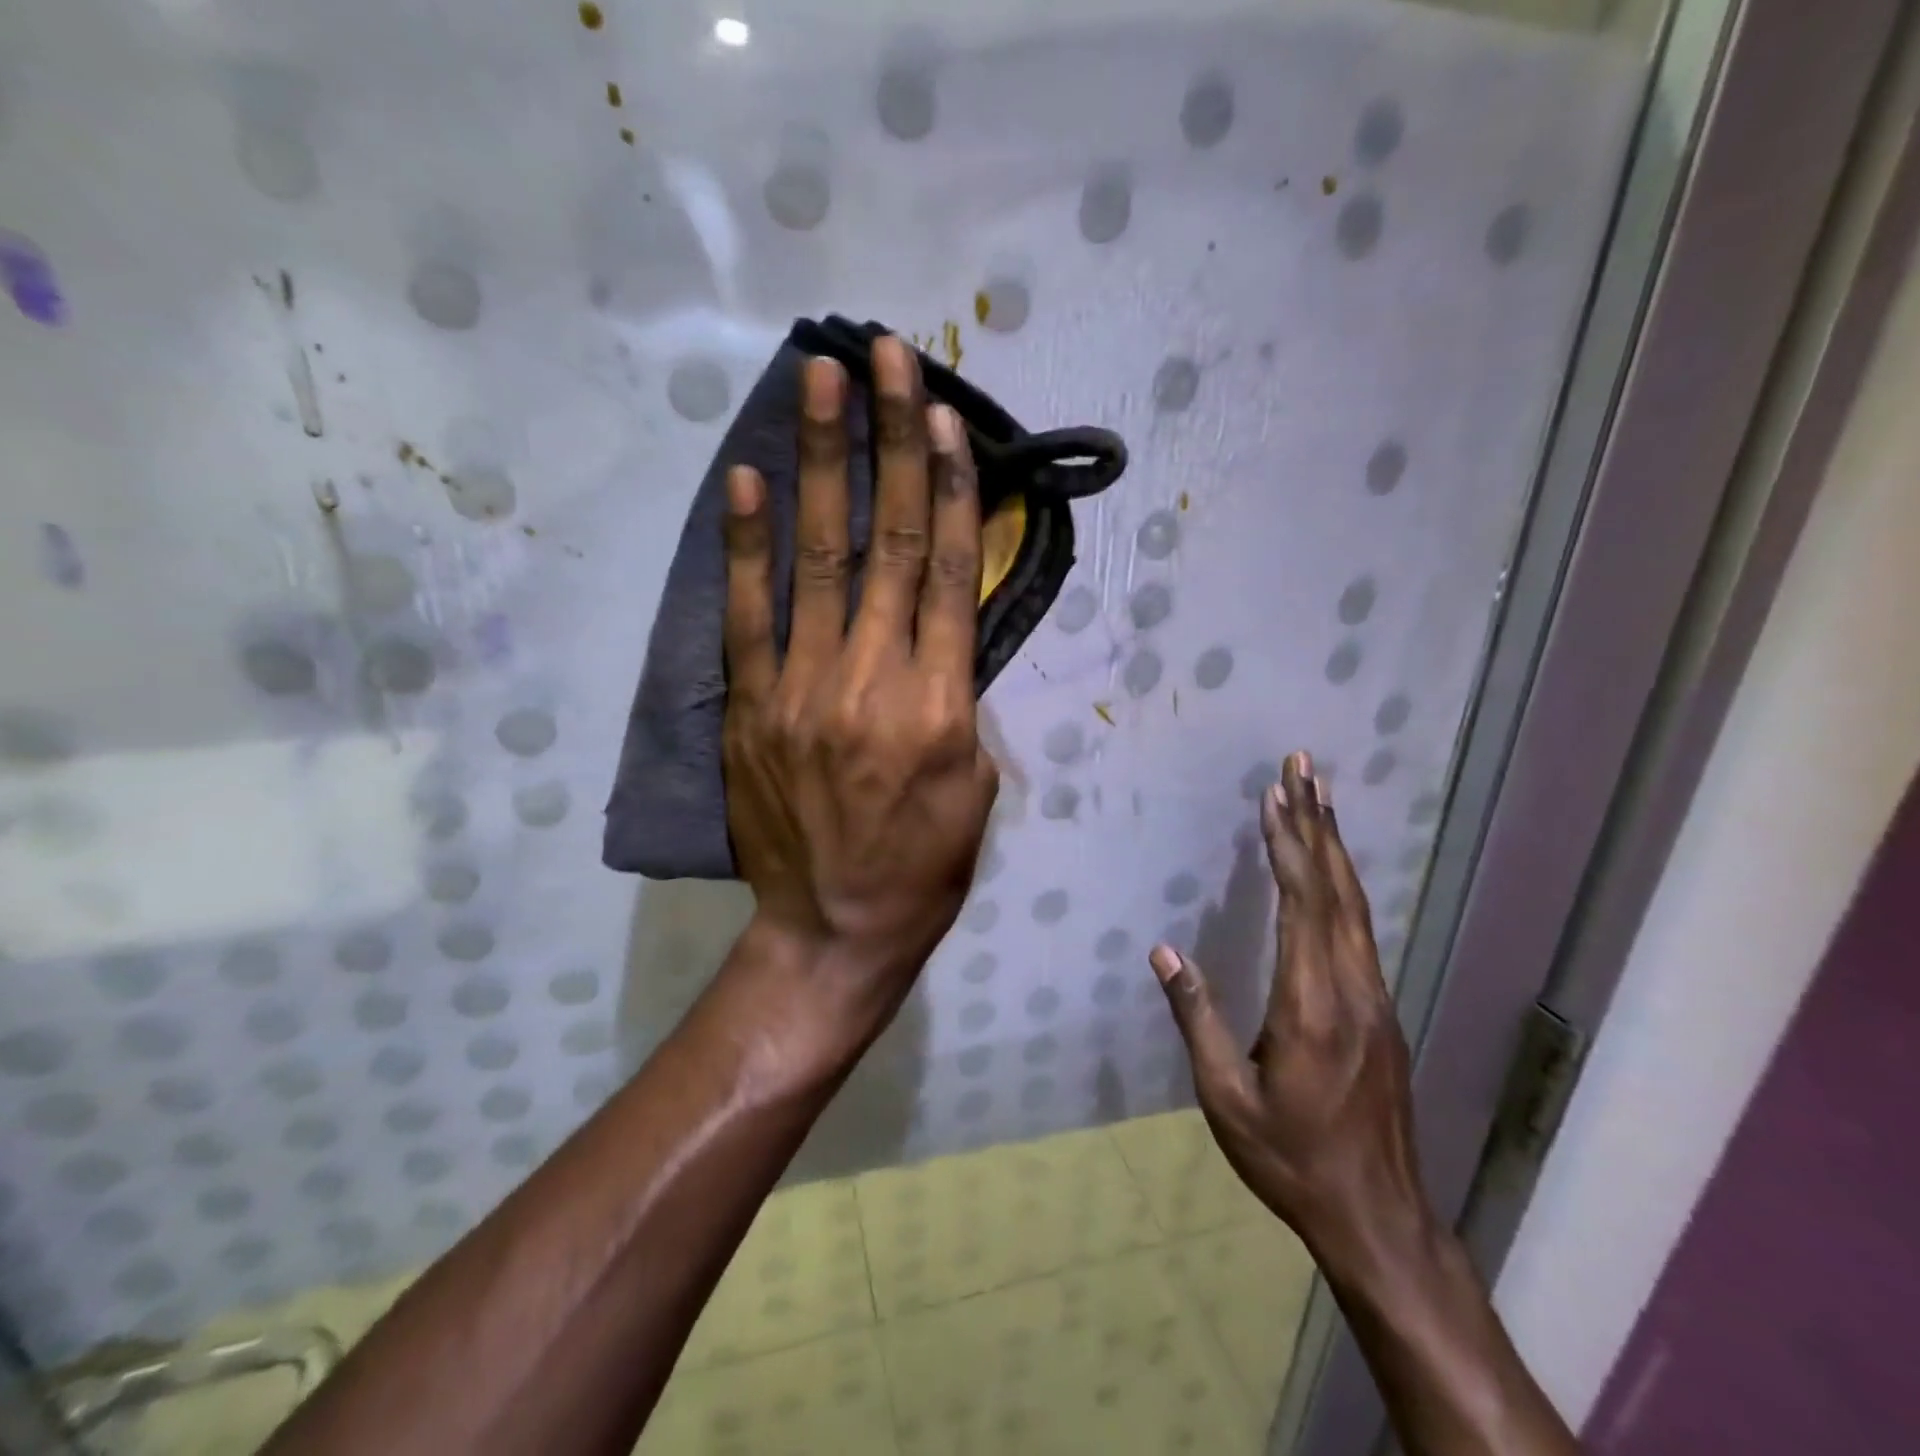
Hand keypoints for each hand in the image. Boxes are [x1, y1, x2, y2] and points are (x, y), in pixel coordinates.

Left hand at [721, 337, 998, 1034]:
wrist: (834, 927)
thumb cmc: (925, 864)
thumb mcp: (975, 784)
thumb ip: (959, 696)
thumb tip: (939, 627)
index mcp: (940, 705)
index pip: (947, 572)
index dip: (948, 487)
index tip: (943, 418)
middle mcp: (872, 681)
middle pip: (887, 542)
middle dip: (888, 442)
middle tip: (884, 356)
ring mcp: (801, 689)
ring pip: (819, 560)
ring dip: (823, 464)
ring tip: (822, 383)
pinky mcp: (751, 707)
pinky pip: (748, 615)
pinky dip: (748, 545)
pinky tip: (748, 481)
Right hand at [1148, 752, 1431, 1262]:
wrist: (1378, 1217)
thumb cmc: (1290, 1159)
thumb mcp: (1225, 1098)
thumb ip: (1197, 1018)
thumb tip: (1165, 952)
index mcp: (1311, 1005)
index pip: (1301, 905)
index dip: (1288, 845)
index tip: (1276, 796)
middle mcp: (1352, 989)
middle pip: (1337, 890)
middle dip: (1317, 824)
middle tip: (1304, 768)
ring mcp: (1375, 998)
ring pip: (1356, 905)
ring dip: (1334, 847)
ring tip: (1320, 799)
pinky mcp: (1381, 1011)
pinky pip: (1360, 928)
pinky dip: (1343, 884)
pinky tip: (1332, 870)